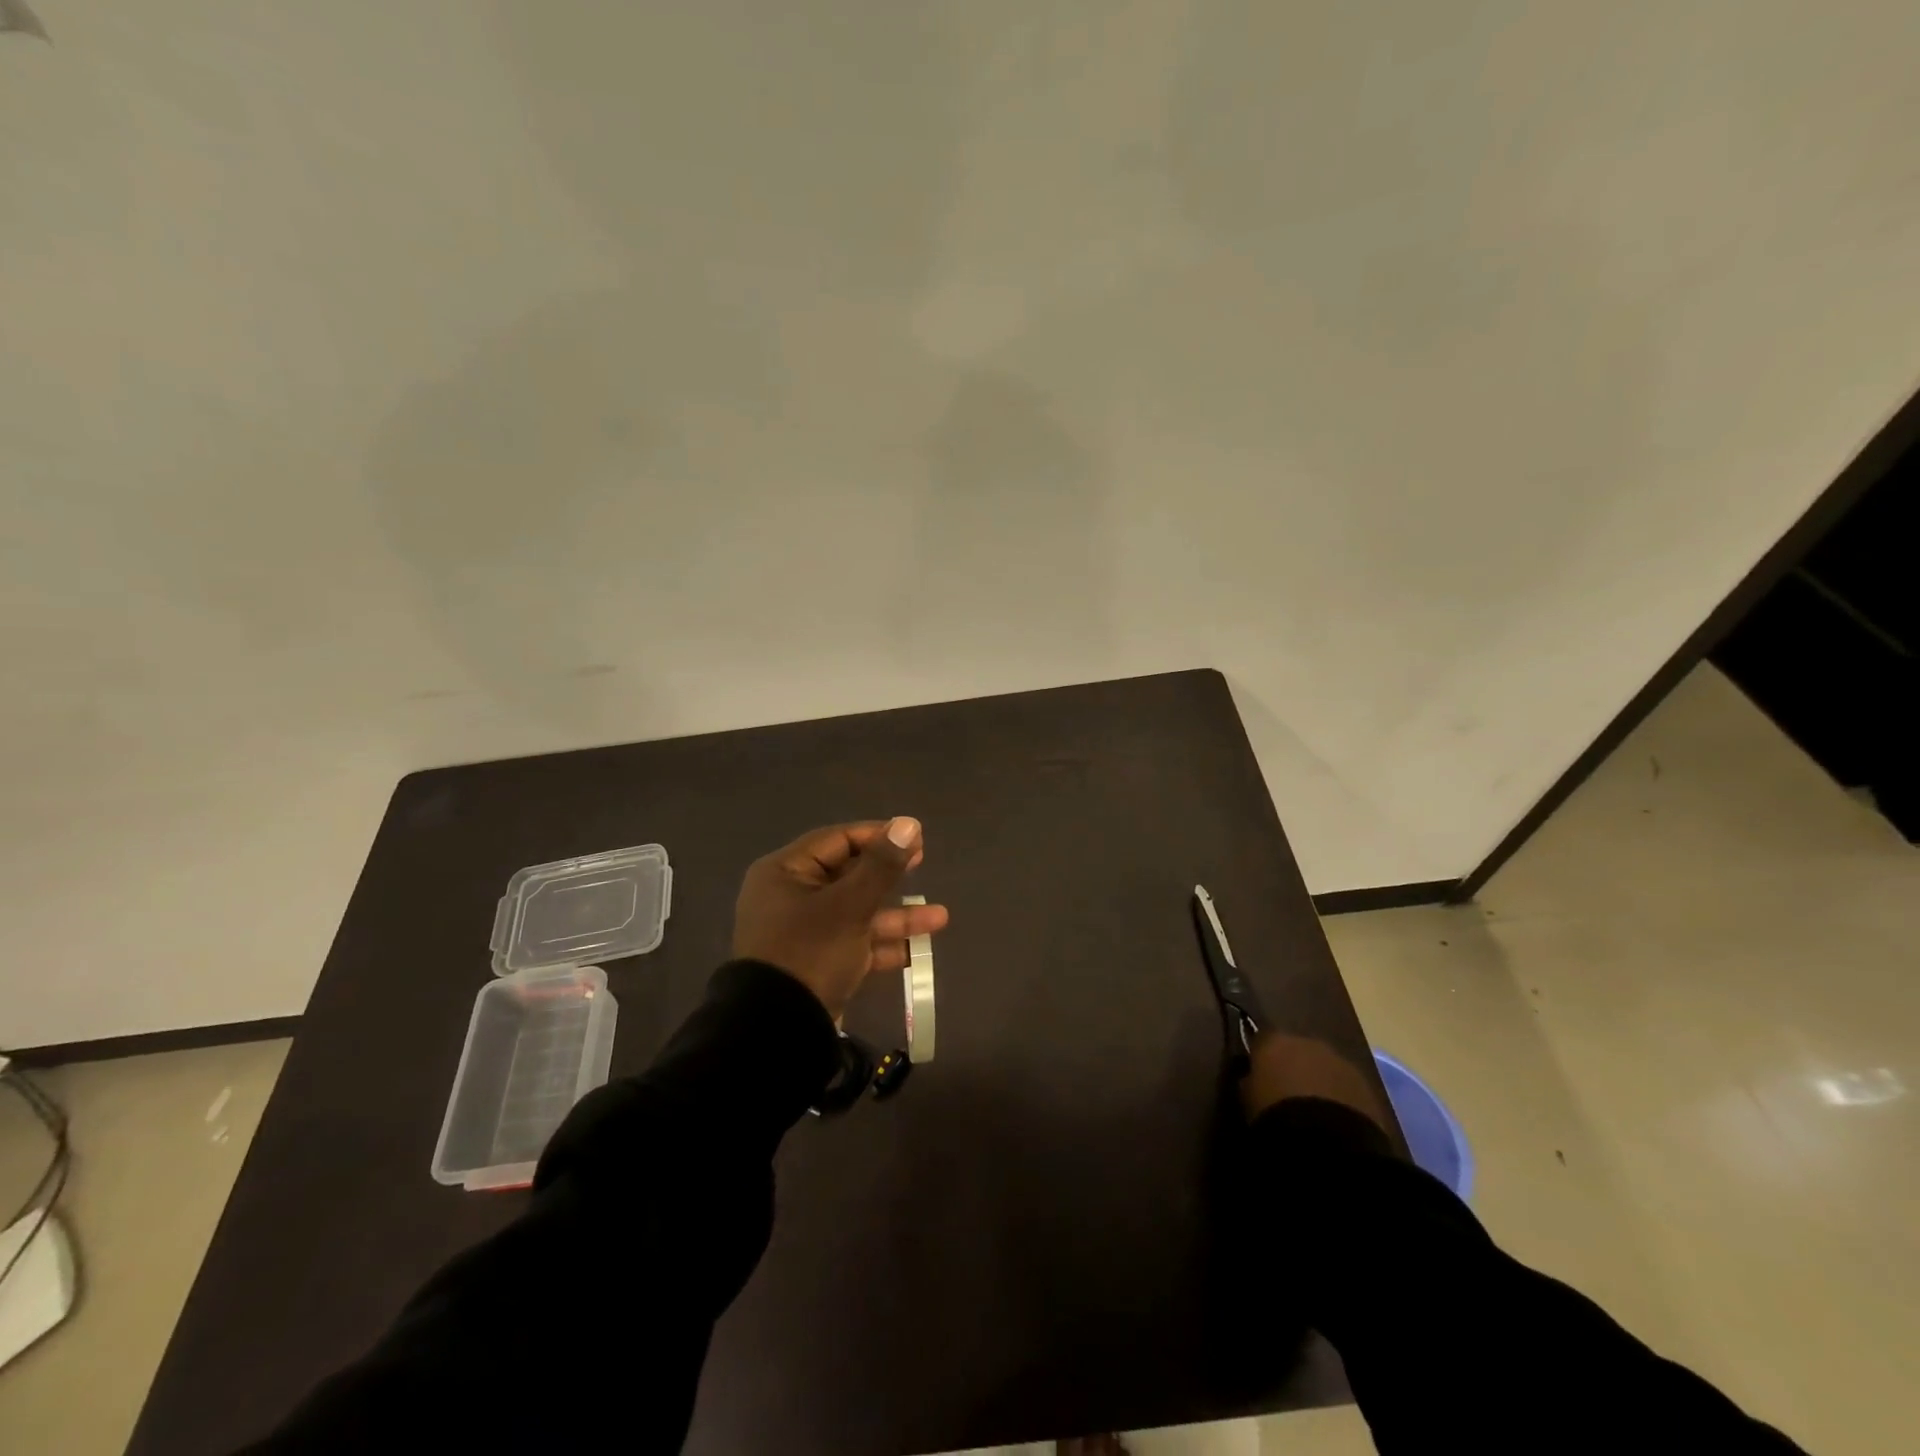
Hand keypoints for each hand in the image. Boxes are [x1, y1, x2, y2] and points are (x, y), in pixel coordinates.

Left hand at [732, 818, 949, 1020]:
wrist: (777, 1031)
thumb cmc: (810, 953)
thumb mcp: (850, 906)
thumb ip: (881, 865)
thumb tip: (908, 823)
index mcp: (785, 873)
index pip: (837, 840)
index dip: (877, 836)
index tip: (914, 838)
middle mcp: (791, 897)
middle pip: (848, 875)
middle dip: (889, 875)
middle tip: (922, 863)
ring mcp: (804, 932)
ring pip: (856, 912)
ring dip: (896, 915)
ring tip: (940, 918)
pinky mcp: (817, 963)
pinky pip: (854, 942)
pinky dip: (882, 945)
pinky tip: (918, 950)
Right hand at [1240, 1032, 1390, 1129]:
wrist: (1328, 1141)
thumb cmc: (1276, 1114)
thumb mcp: (1247, 1098)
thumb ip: (1249, 1081)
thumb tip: (1250, 1078)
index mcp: (1274, 1040)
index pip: (1261, 1038)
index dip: (1260, 1056)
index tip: (1257, 1074)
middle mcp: (1308, 1041)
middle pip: (1297, 1049)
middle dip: (1294, 1066)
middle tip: (1287, 1093)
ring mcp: (1340, 1061)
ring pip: (1324, 1066)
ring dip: (1319, 1080)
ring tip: (1314, 1110)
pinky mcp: (1366, 1085)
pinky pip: (1346, 1086)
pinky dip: (1340, 1097)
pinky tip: (1335, 1120)